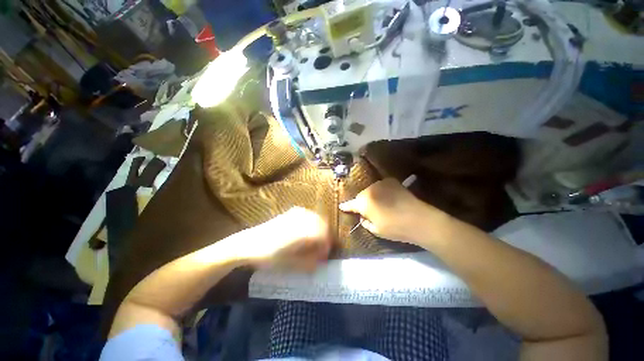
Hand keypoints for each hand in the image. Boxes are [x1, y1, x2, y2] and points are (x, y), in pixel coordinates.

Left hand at [241, 207, 331, 271]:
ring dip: (320, 229)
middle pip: (323, 225)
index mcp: (303, 232)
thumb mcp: (290, 265)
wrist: (249, 243)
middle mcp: (303, 219)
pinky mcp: (291, 212)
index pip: (324, 236)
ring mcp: (297, 213)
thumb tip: (321, 261)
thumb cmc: (269, 256)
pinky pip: (309, 215)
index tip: (323, 257)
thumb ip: (309, 263)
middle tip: (320, 249)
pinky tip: (307, 231)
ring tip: (315, 241)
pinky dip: (313, 223)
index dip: (326, 247)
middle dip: (325, 237)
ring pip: (317, 218)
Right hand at [340, 178, 447, 244]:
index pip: (351, 204)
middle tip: (367, 211)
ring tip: (379, 204)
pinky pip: (381, 186)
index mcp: (364, 203)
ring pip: (371, 190)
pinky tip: (387, 197)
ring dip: (372, 196)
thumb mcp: (376, 230)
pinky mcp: (392, 181)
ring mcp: (381, 184)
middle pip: (361, 196)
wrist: (420, 219)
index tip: (342, 207)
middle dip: (362, 202)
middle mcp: (369, 190)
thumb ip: (365, 222)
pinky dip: (381, 191)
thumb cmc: (395, 228)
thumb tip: (363, 216)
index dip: (346, 206)